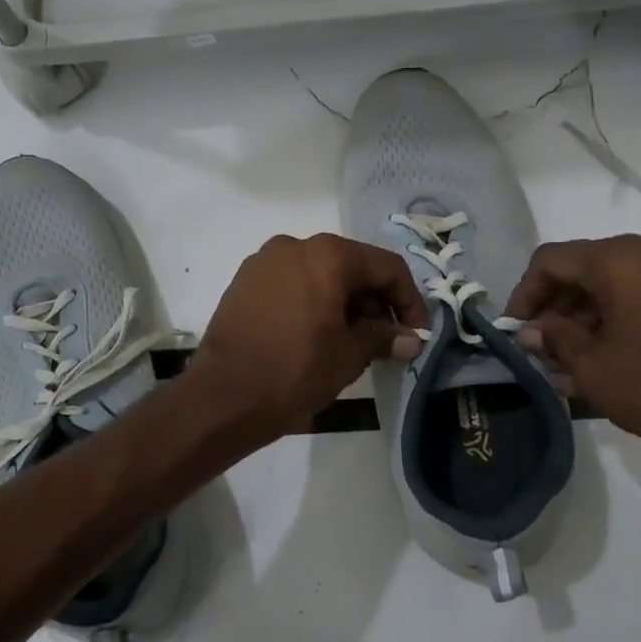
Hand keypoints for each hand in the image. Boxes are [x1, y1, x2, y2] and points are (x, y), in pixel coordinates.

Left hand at [190, 234, 428, 440]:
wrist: (224, 395)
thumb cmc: (296, 371)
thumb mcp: (350, 355)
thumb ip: (384, 337)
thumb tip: (409, 338)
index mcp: (328, 255)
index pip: (386, 267)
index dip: (409, 300)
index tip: (416, 333)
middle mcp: (295, 245)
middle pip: (351, 266)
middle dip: (374, 301)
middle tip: (386, 339)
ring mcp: (264, 261)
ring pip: (320, 273)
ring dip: (343, 301)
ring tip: (351, 340)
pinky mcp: (244, 281)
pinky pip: (291, 283)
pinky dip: (312, 301)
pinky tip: (316, 333)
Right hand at [505, 236, 640, 475]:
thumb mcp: (592, 368)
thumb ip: (553, 339)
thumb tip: (531, 331)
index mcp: (622, 260)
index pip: (553, 261)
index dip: (525, 293)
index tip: (515, 329)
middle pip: (585, 268)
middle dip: (556, 308)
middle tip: (540, 348)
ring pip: (616, 283)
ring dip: (586, 316)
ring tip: (567, 361)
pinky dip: (618, 318)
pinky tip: (603, 356)